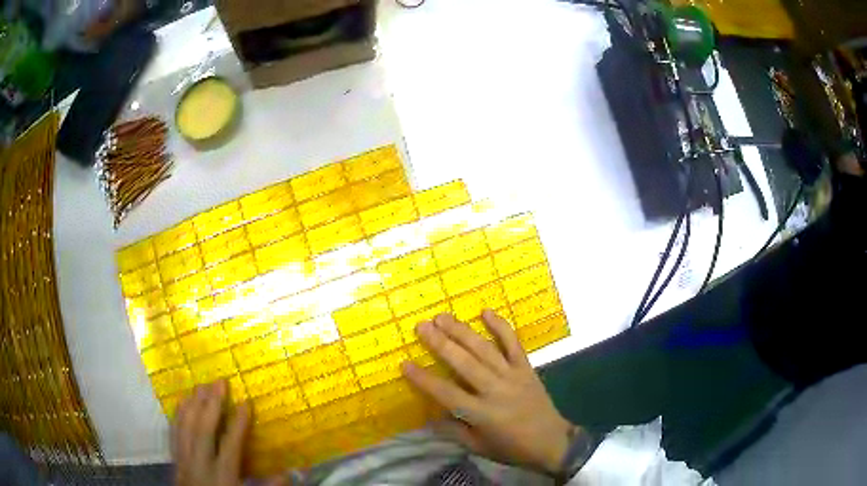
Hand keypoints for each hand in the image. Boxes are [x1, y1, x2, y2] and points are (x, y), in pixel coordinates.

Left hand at [172, 381, 289, 485]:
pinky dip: (178, 416)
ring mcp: (184, 460)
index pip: (231, 446)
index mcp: (223, 476)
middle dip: (212, 405)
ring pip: (186, 428)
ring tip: (201, 385)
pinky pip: (174, 433)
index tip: (246, 402)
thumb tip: (289, 473)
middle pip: (204, 430)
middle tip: (219, 382)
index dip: (238, 424)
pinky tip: (182, 402)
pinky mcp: (175, 459)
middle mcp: (201, 464)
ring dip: (193, 405)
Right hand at [401, 310, 575, 475]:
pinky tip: (486, 311)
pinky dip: (500, 326)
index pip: (446, 393)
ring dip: (462, 332)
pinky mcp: (527, 368)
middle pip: (464, 363)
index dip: (423, 379)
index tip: (405, 363)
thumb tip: (430, 415)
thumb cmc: (511, 449)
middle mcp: (495, 390)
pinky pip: (513, 343)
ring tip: (442, 317)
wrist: (552, 442)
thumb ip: (453, 430)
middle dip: (441, 344)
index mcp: (482, 413)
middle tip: (421, 326)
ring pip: (484, 349)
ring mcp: (513, 375)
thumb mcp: (478, 447)